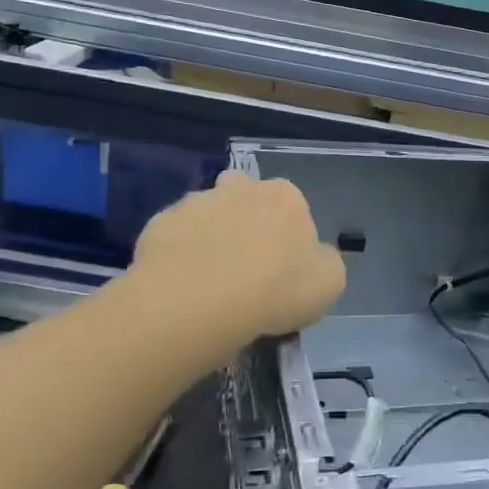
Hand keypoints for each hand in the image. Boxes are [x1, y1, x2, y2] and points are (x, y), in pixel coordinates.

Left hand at [132, 171, 345, 341]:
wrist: (199, 301)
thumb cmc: (275, 289)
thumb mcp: (329, 283)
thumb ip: (325, 262)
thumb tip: (313, 257)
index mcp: (285, 196)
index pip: (292, 207)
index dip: (288, 237)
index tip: (282, 268)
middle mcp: (241, 187)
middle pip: (245, 196)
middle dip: (244, 220)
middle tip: (244, 264)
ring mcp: (195, 202)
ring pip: (206, 213)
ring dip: (208, 235)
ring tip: (207, 279)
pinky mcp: (159, 224)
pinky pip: (173, 237)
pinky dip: (177, 254)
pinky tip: (180, 285)